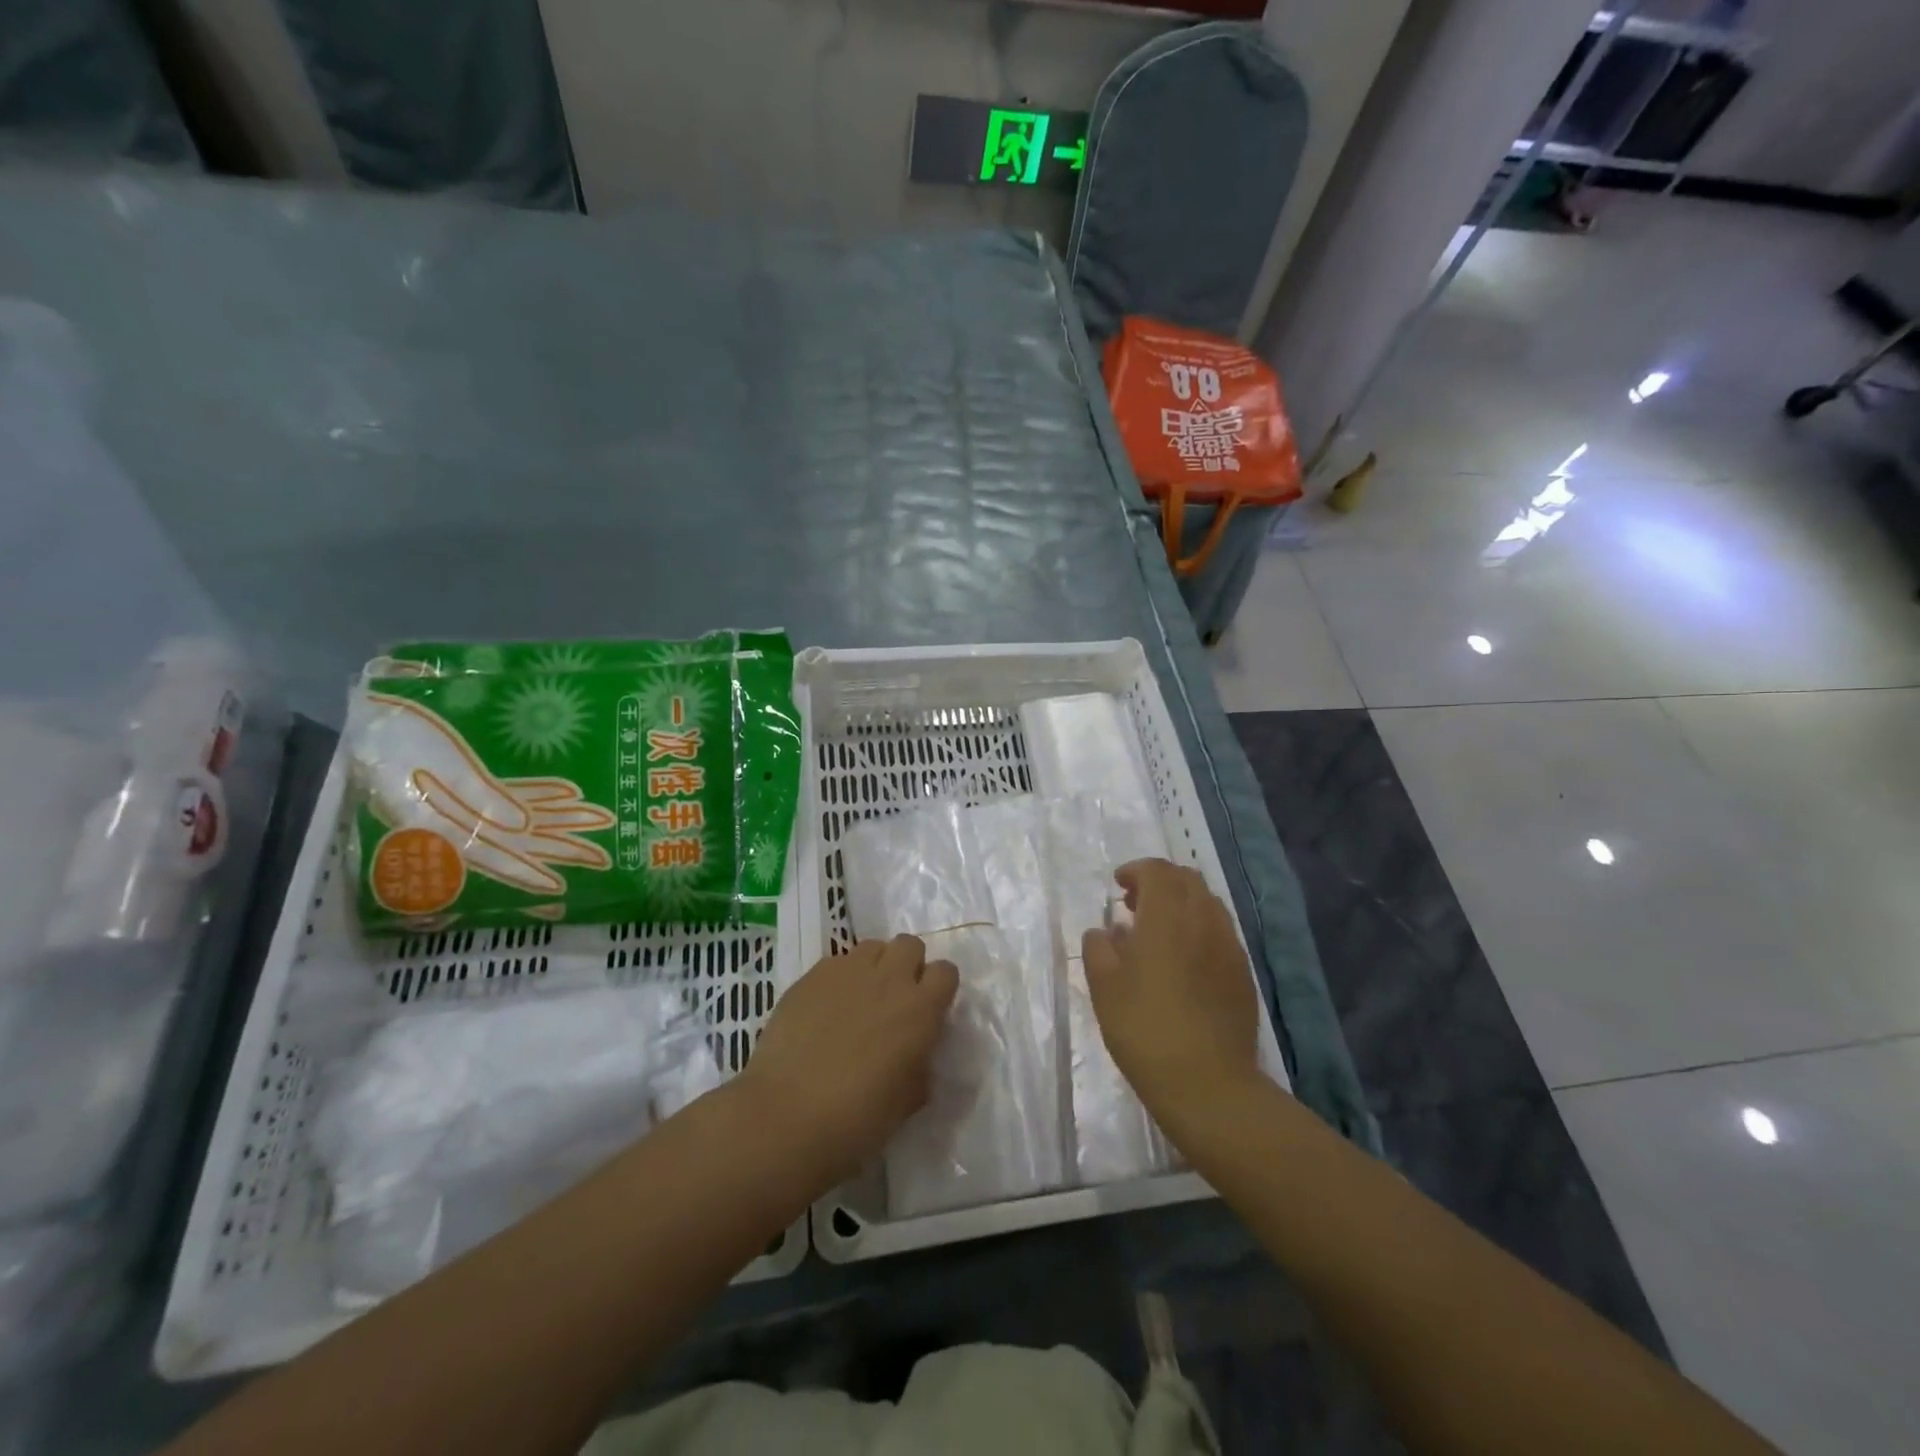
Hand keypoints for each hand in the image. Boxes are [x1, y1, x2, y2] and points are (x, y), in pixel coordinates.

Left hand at [737, 936, 958, 1183]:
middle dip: (907, 965)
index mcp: (920, 1010)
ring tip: (859, 998)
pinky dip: (839, 978)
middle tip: (894, 999)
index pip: (946, 972)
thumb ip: (919, 1069)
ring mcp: (847, 972)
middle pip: (909, 945)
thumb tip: (917, 1057)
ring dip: (874, 966)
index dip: (938, 988)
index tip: (928, 1010)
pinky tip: (825, 1009)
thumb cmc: (856, 1120)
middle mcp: (889, 979)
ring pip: (872, 947)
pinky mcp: (811, 976)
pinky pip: (836, 963)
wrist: (786, 1116)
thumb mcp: (906, 1103)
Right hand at [1082, 860, 1259, 1125]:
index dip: (1136, 871)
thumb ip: (1099, 949)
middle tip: (1135, 905)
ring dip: (1182, 903)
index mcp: (1167, 916)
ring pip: (1208, 903)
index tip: (1118, 886)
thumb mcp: (1104, 988)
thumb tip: (1103, 931)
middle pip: (1187, 879)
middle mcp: (1203, 920)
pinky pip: (1220, 931)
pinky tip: (1184, 960)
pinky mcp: (1243, 972)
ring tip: (1159, 932)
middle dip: (1160, 882)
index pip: (1157, 871)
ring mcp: (1229, 946)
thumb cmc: (1145, 1029)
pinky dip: (1199, 928)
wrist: (1208, 1083)